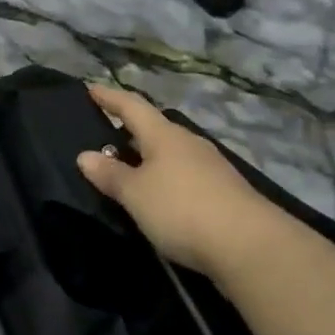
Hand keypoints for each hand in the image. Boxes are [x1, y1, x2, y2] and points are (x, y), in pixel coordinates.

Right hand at [76, 85, 283, 281]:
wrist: (249, 245)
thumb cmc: (182, 209)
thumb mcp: (136, 194)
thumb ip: (110, 174)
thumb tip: (85, 155)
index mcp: (164, 135)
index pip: (132, 106)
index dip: (109, 97)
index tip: (91, 88)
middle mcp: (189, 143)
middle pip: (154, 128)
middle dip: (130, 130)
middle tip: (105, 138)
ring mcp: (211, 167)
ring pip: (171, 153)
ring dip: (149, 157)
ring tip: (128, 170)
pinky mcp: (224, 192)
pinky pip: (185, 175)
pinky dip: (166, 178)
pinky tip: (160, 196)